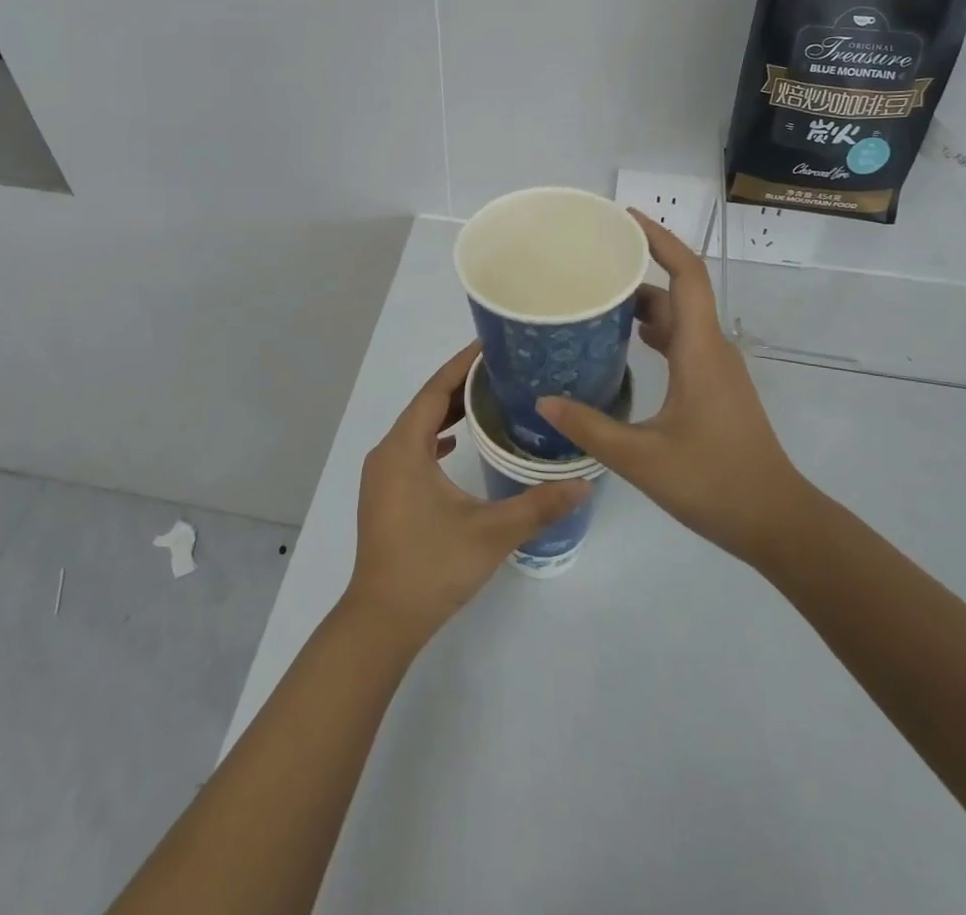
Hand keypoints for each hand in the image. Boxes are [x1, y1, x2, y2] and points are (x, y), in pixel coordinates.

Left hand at [344, 343, 588, 645]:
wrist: (382, 620)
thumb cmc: (431, 567)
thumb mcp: (491, 533)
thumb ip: (538, 506)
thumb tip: (584, 484)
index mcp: (404, 449)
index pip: (434, 391)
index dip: (461, 365)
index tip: (490, 345)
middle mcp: (388, 453)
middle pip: (425, 404)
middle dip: (460, 384)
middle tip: (501, 370)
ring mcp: (383, 475)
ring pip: (417, 428)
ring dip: (448, 411)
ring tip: (488, 398)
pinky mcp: (386, 494)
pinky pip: (412, 449)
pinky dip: (436, 437)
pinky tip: (458, 442)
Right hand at [537, 211, 813, 567]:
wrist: (777, 522)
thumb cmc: (715, 483)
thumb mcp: (642, 459)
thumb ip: (590, 428)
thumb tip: (543, 401)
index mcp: (700, 350)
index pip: (686, 273)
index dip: (660, 239)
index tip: (625, 219)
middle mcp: (712, 348)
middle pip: (678, 290)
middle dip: (639, 267)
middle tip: (592, 261)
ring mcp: (716, 368)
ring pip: (679, 318)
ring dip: (643, 302)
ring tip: (596, 298)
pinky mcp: (715, 387)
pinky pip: (682, 341)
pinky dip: (653, 330)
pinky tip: (622, 343)